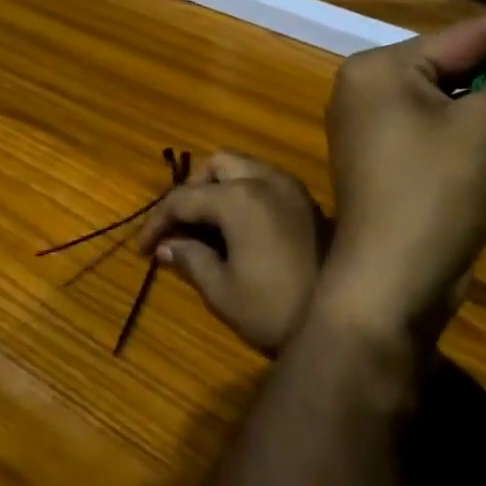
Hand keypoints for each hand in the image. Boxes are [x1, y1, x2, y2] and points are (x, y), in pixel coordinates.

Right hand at [134, 153, 329, 355]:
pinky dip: (245, 192)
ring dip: (220, 187)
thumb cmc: (274, 308)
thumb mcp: (222, 290)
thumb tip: (166, 246)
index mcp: (238, 199)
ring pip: (245, 167)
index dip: (156, 221)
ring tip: (207, 225)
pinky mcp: (307, 201)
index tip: (142, 248)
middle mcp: (265, 180)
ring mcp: (291, 187)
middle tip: (180, 226)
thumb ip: (190, 259)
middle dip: (193, 189)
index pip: (183, 197)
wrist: (343, 321)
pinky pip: (266, 180)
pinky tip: (239, 227)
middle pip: (216, 164)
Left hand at [321, 0, 485, 341]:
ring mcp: (384, 132)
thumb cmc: (432, 194)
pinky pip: (454, 139)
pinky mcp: (400, 166)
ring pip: (465, 109)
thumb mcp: (483, 129)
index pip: (461, 35)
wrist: (391, 287)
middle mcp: (375, 92)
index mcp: (381, 70)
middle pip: (465, 73)